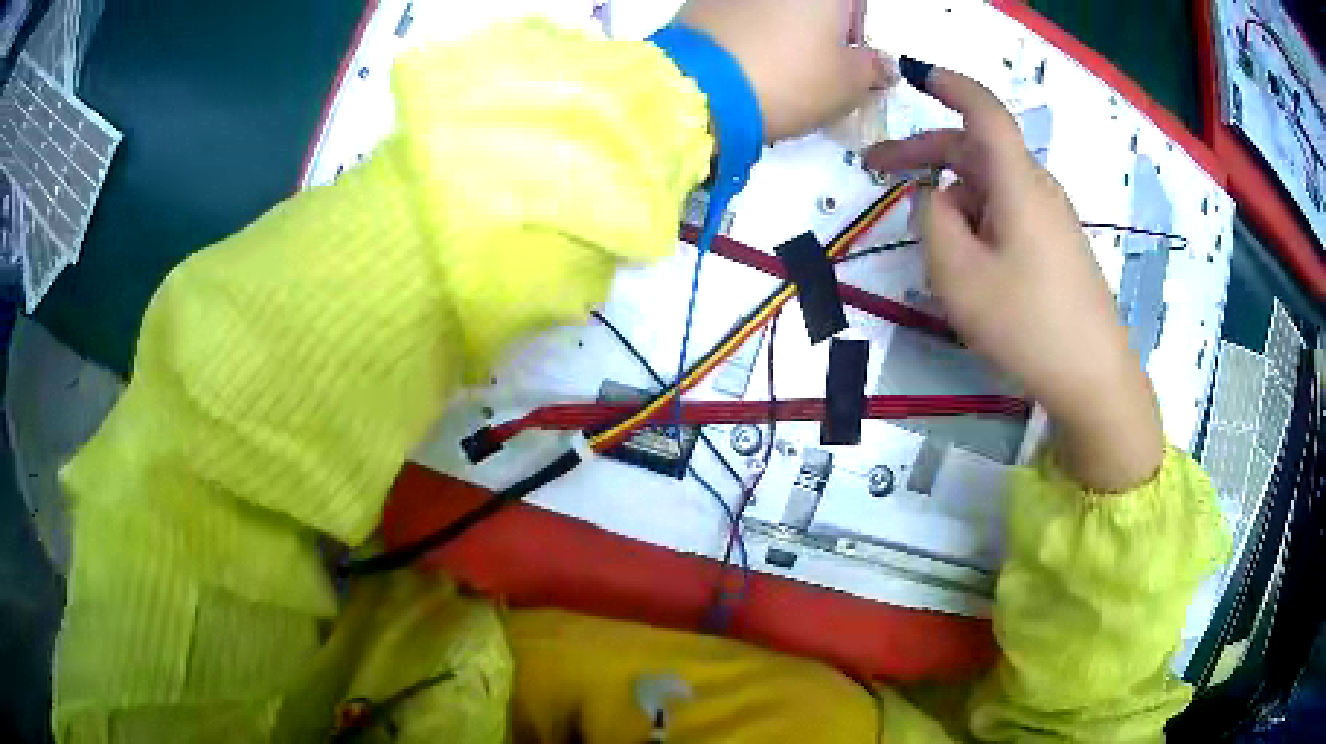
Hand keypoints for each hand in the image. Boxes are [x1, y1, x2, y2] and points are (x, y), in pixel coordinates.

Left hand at [675, 0, 888, 140]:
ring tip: (774, 65)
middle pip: (810, 3)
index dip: (853, 21)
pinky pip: (737, 12)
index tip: (847, 51)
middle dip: (817, 23)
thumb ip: (872, 68)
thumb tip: (879, 65)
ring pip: (771, 7)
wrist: (699, 88)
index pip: (854, 1)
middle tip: (813, 61)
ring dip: (780, 26)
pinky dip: (747, 30)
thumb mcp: (848, 84)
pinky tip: (742, 61)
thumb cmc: (791, 78)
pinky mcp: (698, 1)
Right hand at [863, 65, 1163, 492]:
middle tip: (876, 172)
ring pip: (989, 188)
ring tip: (936, 260)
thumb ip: (932, 220)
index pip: (982, 110)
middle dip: (925, 155)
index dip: (948, 85)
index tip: (914, 75)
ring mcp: (1051, 219)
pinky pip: (1006, 216)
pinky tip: (970, 272)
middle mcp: (1036, 188)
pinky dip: (977, 225)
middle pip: (975, 150)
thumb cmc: (1028, 325)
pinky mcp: (1056, 246)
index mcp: (1017, 182)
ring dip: (952, 203)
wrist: (1094, 380)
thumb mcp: (959, 275)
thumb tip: (935, 196)